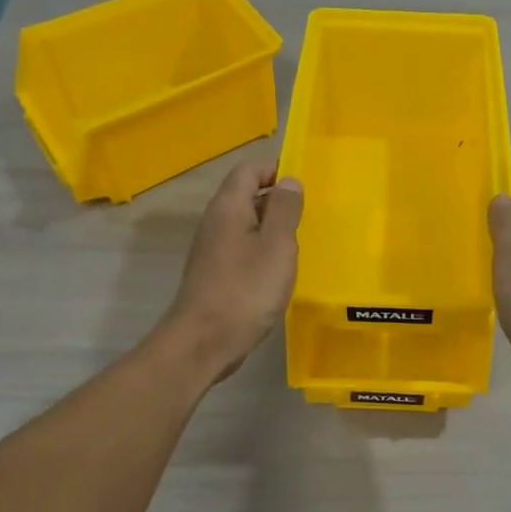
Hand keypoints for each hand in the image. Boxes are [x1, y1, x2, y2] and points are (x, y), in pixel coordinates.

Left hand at [158, 161, 302, 380]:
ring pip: (244, 224)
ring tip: (297, 242)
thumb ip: (284, 210)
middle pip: (245, 195)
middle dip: (276, 198)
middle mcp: (215, 222)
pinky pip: (241, 248)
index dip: (275, 169)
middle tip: (307, 214)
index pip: (249, 170)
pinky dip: (261, 250)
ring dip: (270, 227)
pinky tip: (278, 270)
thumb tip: (288, 181)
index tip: (302, 183)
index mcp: (229, 207)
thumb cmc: (246, 289)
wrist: (204, 342)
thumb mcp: (276, 245)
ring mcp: (211, 250)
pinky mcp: (214, 274)